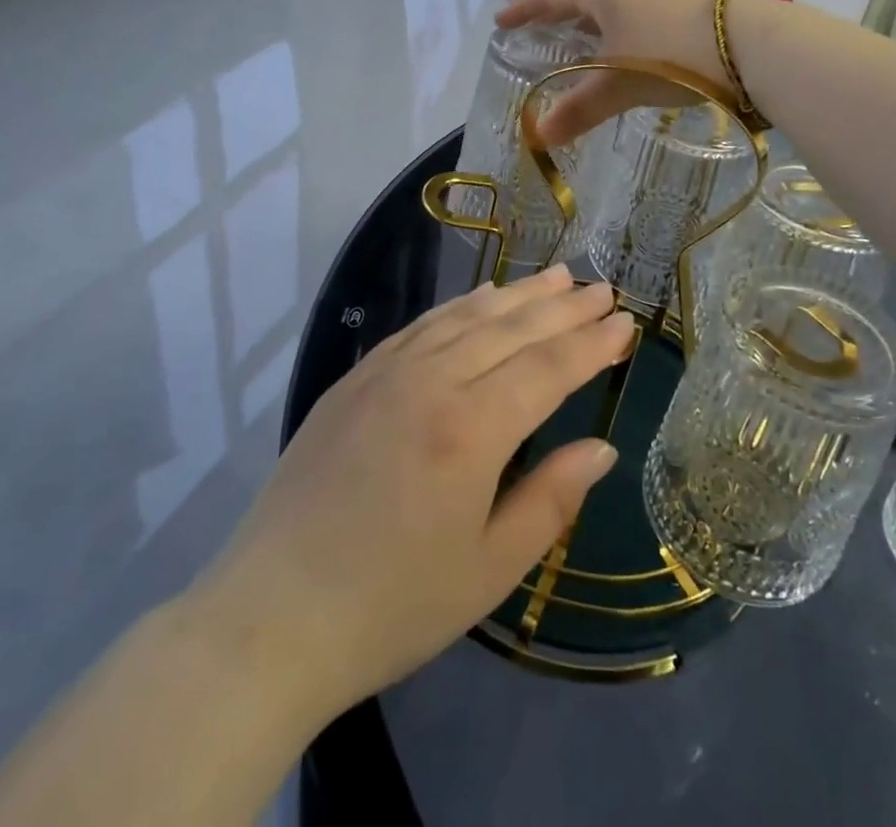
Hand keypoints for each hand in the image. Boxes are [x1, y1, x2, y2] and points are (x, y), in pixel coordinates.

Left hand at [194, 267, 632, 723]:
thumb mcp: (489, 570)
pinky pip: (422, 325)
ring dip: (517, 294)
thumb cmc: (391, 607)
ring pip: (467, 316)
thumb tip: (600, 447)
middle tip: (601, 288)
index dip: (590, 344)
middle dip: (563, 308)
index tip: (624, 322)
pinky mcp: (356, 378)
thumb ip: (551, 500)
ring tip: (556, 276)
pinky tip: (483, 298)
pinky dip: (461, 306)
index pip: (547, 369)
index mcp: (470, 430)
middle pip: (511, 329)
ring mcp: (387, 372)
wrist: (271, 618)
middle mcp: (431, 382)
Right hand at [495, 0, 729, 143]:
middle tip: (534, 33)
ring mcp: (658, 1)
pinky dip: (614, 38)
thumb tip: (538, 136)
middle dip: (555, 15)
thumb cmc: (668, 57)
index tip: (502, 22)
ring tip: (575, 47)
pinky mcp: (682, 18)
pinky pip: (633, 23)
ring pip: (610, 11)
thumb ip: (579, 109)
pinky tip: (621, 59)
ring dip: (588, 27)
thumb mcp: (617, 85)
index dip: (525, 8)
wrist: (745, 48)